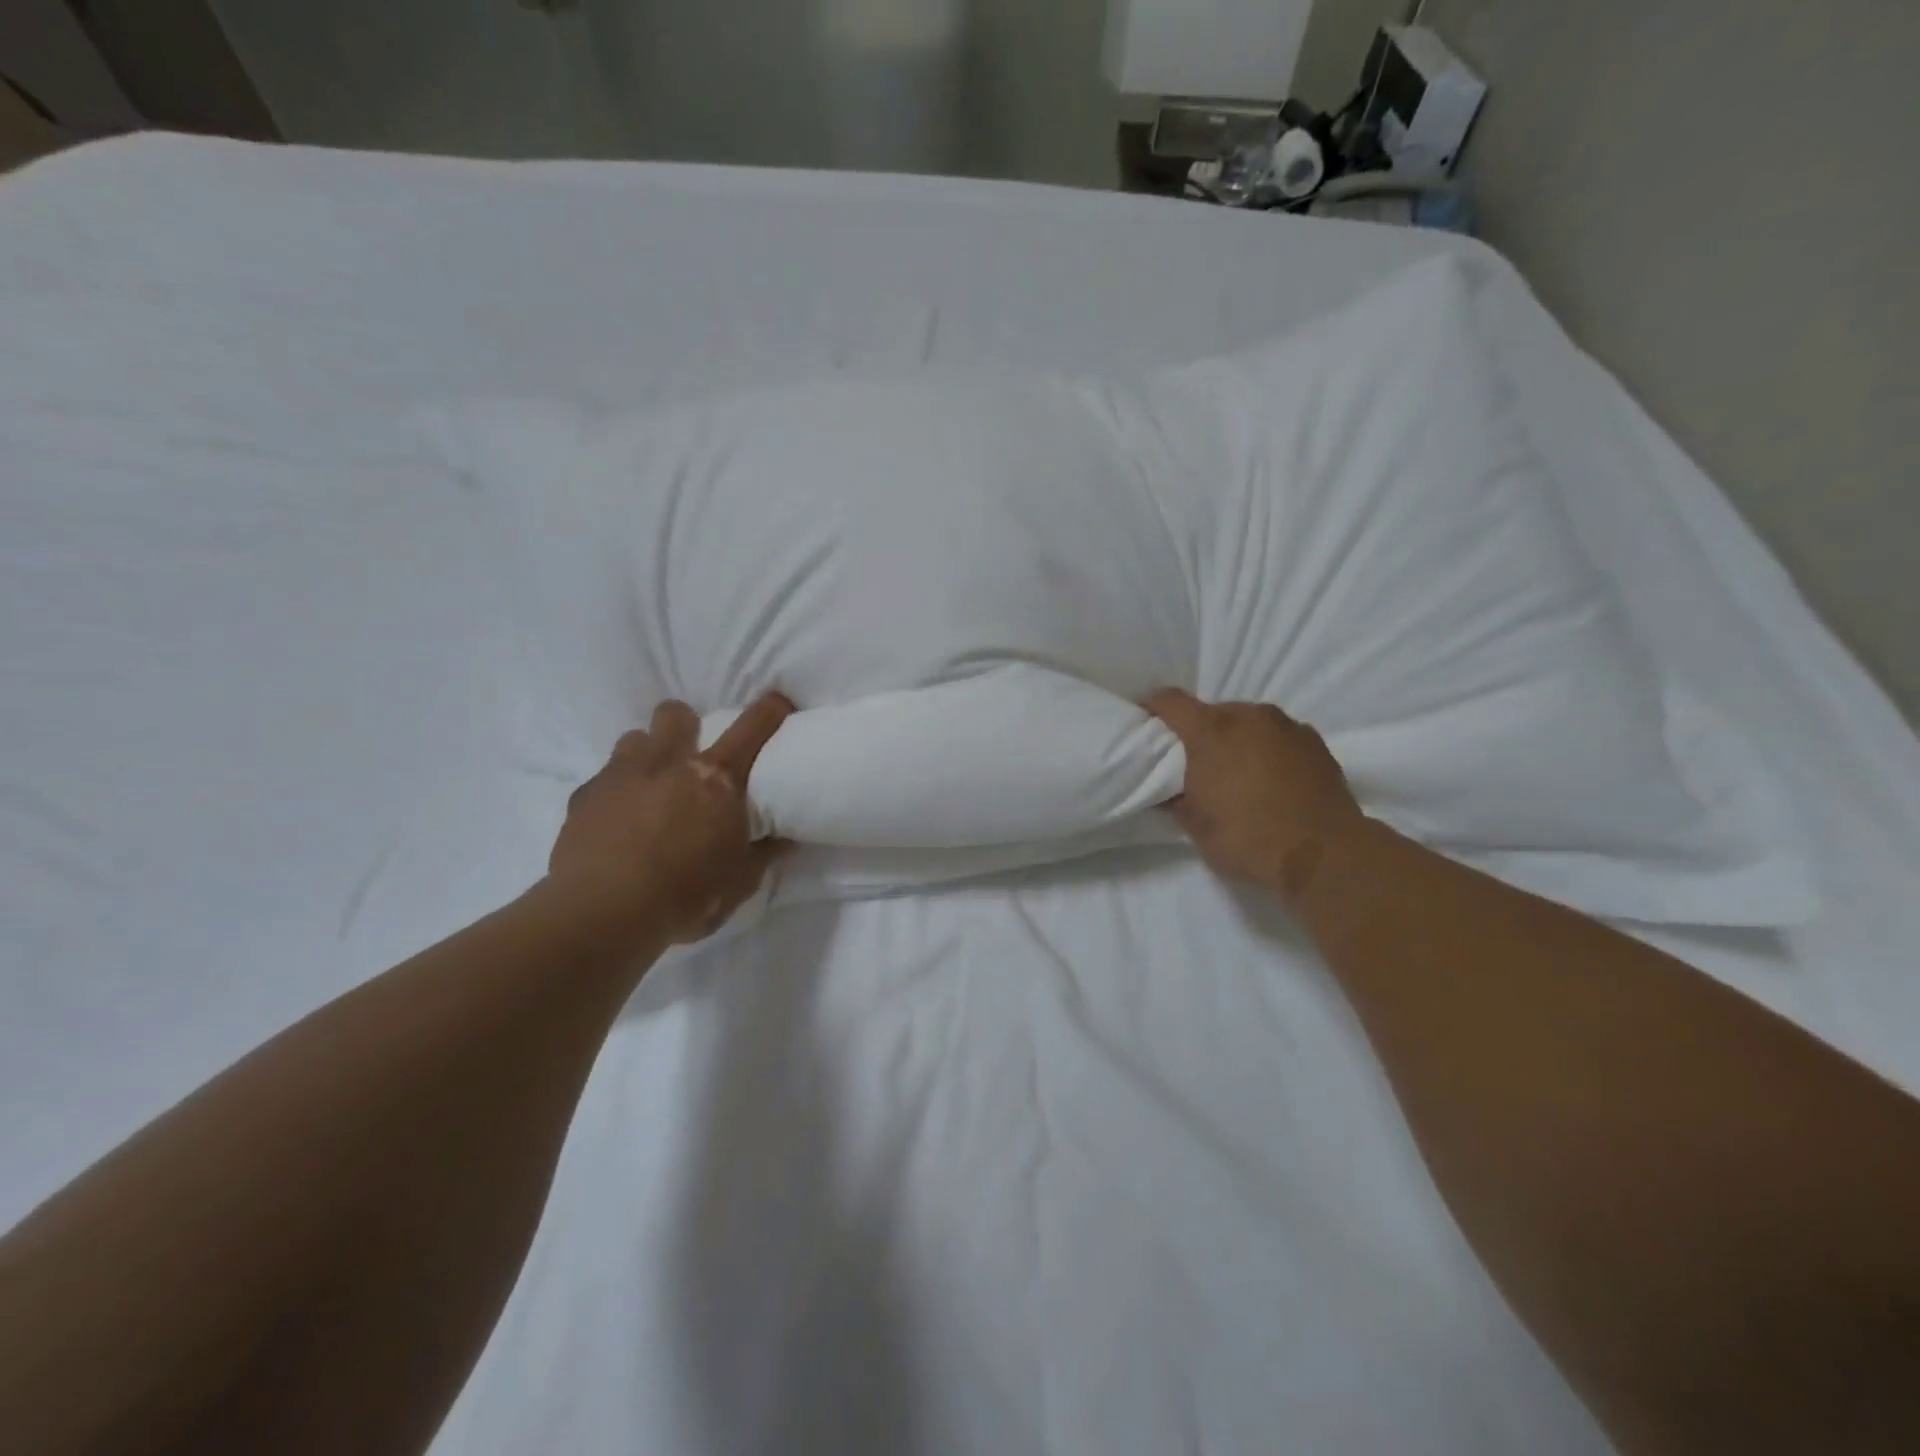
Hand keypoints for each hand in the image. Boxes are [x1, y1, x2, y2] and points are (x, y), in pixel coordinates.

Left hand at [547, 693, 793, 949]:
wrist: (603, 914)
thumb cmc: (686, 895)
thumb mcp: (741, 881)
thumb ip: (763, 851)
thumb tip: (784, 836)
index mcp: (717, 780)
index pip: (752, 729)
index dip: (769, 710)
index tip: (777, 702)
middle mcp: (669, 764)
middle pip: (676, 714)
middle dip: (686, 723)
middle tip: (691, 753)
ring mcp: (620, 775)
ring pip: (633, 738)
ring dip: (647, 753)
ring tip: (650, 784)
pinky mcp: (583, 797)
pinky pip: (601, 778)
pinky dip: (614, 791)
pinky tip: (615, 820)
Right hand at [1145, 689, 1366, 906]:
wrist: (1324, 854)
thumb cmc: (1247, 837)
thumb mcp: (1195, 825)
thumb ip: (1176, 798)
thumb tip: (1168, 791)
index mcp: (1211, 731)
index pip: (1170, 701)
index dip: (1152, 707)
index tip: (1144, 720)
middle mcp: (1249, 716)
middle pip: (1213, 711)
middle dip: (1200, 730)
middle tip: (1194, 760)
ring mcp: (1286, 726)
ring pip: (1249, 721)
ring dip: (1237, 738)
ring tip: (1237, 770)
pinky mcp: (1315, 742)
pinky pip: (1279, 736)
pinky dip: (1268, 749)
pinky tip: (1270, 778)